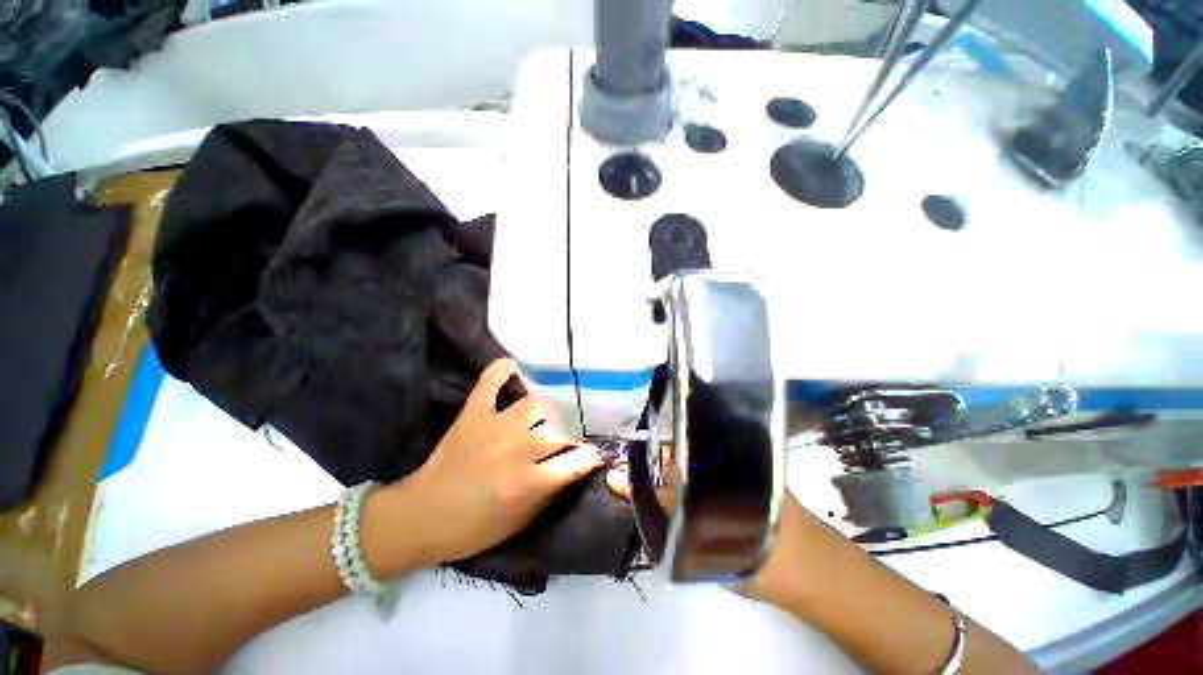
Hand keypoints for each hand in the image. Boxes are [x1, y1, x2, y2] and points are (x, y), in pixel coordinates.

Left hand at [372, 358, 602, 569]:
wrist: (420, 516)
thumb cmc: (475, 526)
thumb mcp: (522, 519)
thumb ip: (553, 489)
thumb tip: (580, 464)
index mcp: (529, 482)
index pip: (576, 460)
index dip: (593, 454)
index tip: (601, 448)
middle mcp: (517, 448)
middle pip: (562, 426)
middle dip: (581, 424)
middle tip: (590, 419)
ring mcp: (494, 425)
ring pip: (537, 401)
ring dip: (556, 398)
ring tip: (569, 393)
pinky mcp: (473, 411)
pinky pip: (491, 380)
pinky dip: (505, 368)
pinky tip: (522, 364)